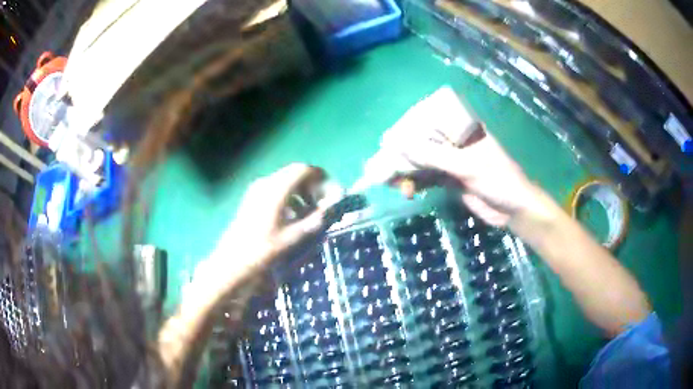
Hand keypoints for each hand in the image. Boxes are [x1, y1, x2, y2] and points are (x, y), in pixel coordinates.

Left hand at [198, 164, 328, 289]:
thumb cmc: (263, 250)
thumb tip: (334, 206)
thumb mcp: (294, 237)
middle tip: (323, 204)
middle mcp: (266, 183)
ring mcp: (257, 190)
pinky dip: (290, 197)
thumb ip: (316, 219)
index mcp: (276, 189)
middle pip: (295, 173)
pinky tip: (293, 217)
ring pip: (285, 181)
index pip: (304, 170)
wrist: (233, 263)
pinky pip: (276, 190)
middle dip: (312, 185)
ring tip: (310, 212)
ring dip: (301, 192)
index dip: (322, 178)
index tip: (332, 194)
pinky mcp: (252, 199)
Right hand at [381, 87, 540, 226]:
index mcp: (462, 128)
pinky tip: (406, 191)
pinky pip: (427, 177)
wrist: (513, 210)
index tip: (388, 140)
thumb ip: (434, 156)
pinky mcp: (450, 178)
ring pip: (422, 161)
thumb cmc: (498, 180)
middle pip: (422, 142)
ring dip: (406, 172)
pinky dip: (415, 183)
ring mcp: (452, 160)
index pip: (429, 119)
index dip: (407, 127)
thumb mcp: (467, 166)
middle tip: (381, 166)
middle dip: (402, 155)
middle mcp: (455, 140)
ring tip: (389, 182)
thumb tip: (401, 146)